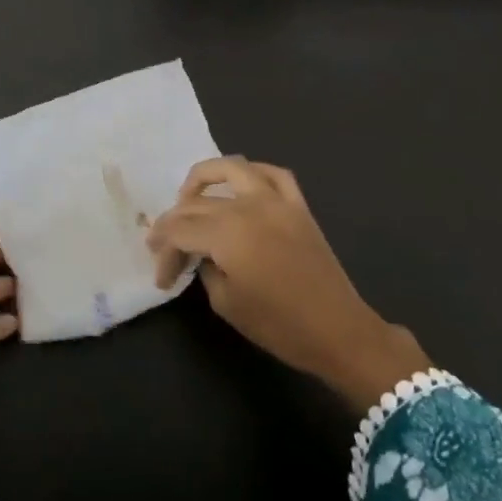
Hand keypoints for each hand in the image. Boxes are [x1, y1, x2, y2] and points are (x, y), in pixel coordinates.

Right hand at [146, 158, 429, 411]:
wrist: (339, 332)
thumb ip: (205, 269)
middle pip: (196, 204)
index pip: (179, 230)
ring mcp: (276, 201)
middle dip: (173, 228)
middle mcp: (248, 206)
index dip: (163, 251)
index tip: (162, 278)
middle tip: (166, 252)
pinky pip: (272, 174)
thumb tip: (200, 255)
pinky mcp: (298, 206)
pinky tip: (239, 187)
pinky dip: (251, 174)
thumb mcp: (226, 303)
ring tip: (190, 198)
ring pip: (231, 169)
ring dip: (203, 179)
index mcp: (227, 233)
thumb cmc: (279, 325)